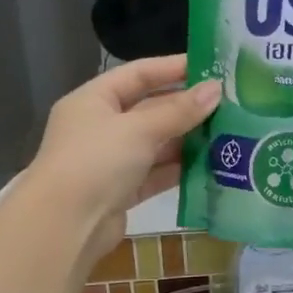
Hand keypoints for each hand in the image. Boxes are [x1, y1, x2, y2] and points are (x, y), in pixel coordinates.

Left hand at [21, 56, 217, 272]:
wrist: (64, 226)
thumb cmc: (96, 161)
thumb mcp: (139, 129)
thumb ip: (179, 111)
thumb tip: (216, 89)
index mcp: (93, 100)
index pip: (138, 74)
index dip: (173, 68)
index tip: (211, 66)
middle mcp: (100, 127)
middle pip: (149, 109)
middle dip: (186, 107)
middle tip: (228, 103)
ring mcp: (110, 161)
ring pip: (155, 143)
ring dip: (186, 140)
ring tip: (227, 133)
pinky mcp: (120, 192)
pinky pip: (155, 174)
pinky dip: (178, 170)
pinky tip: (210, 165)